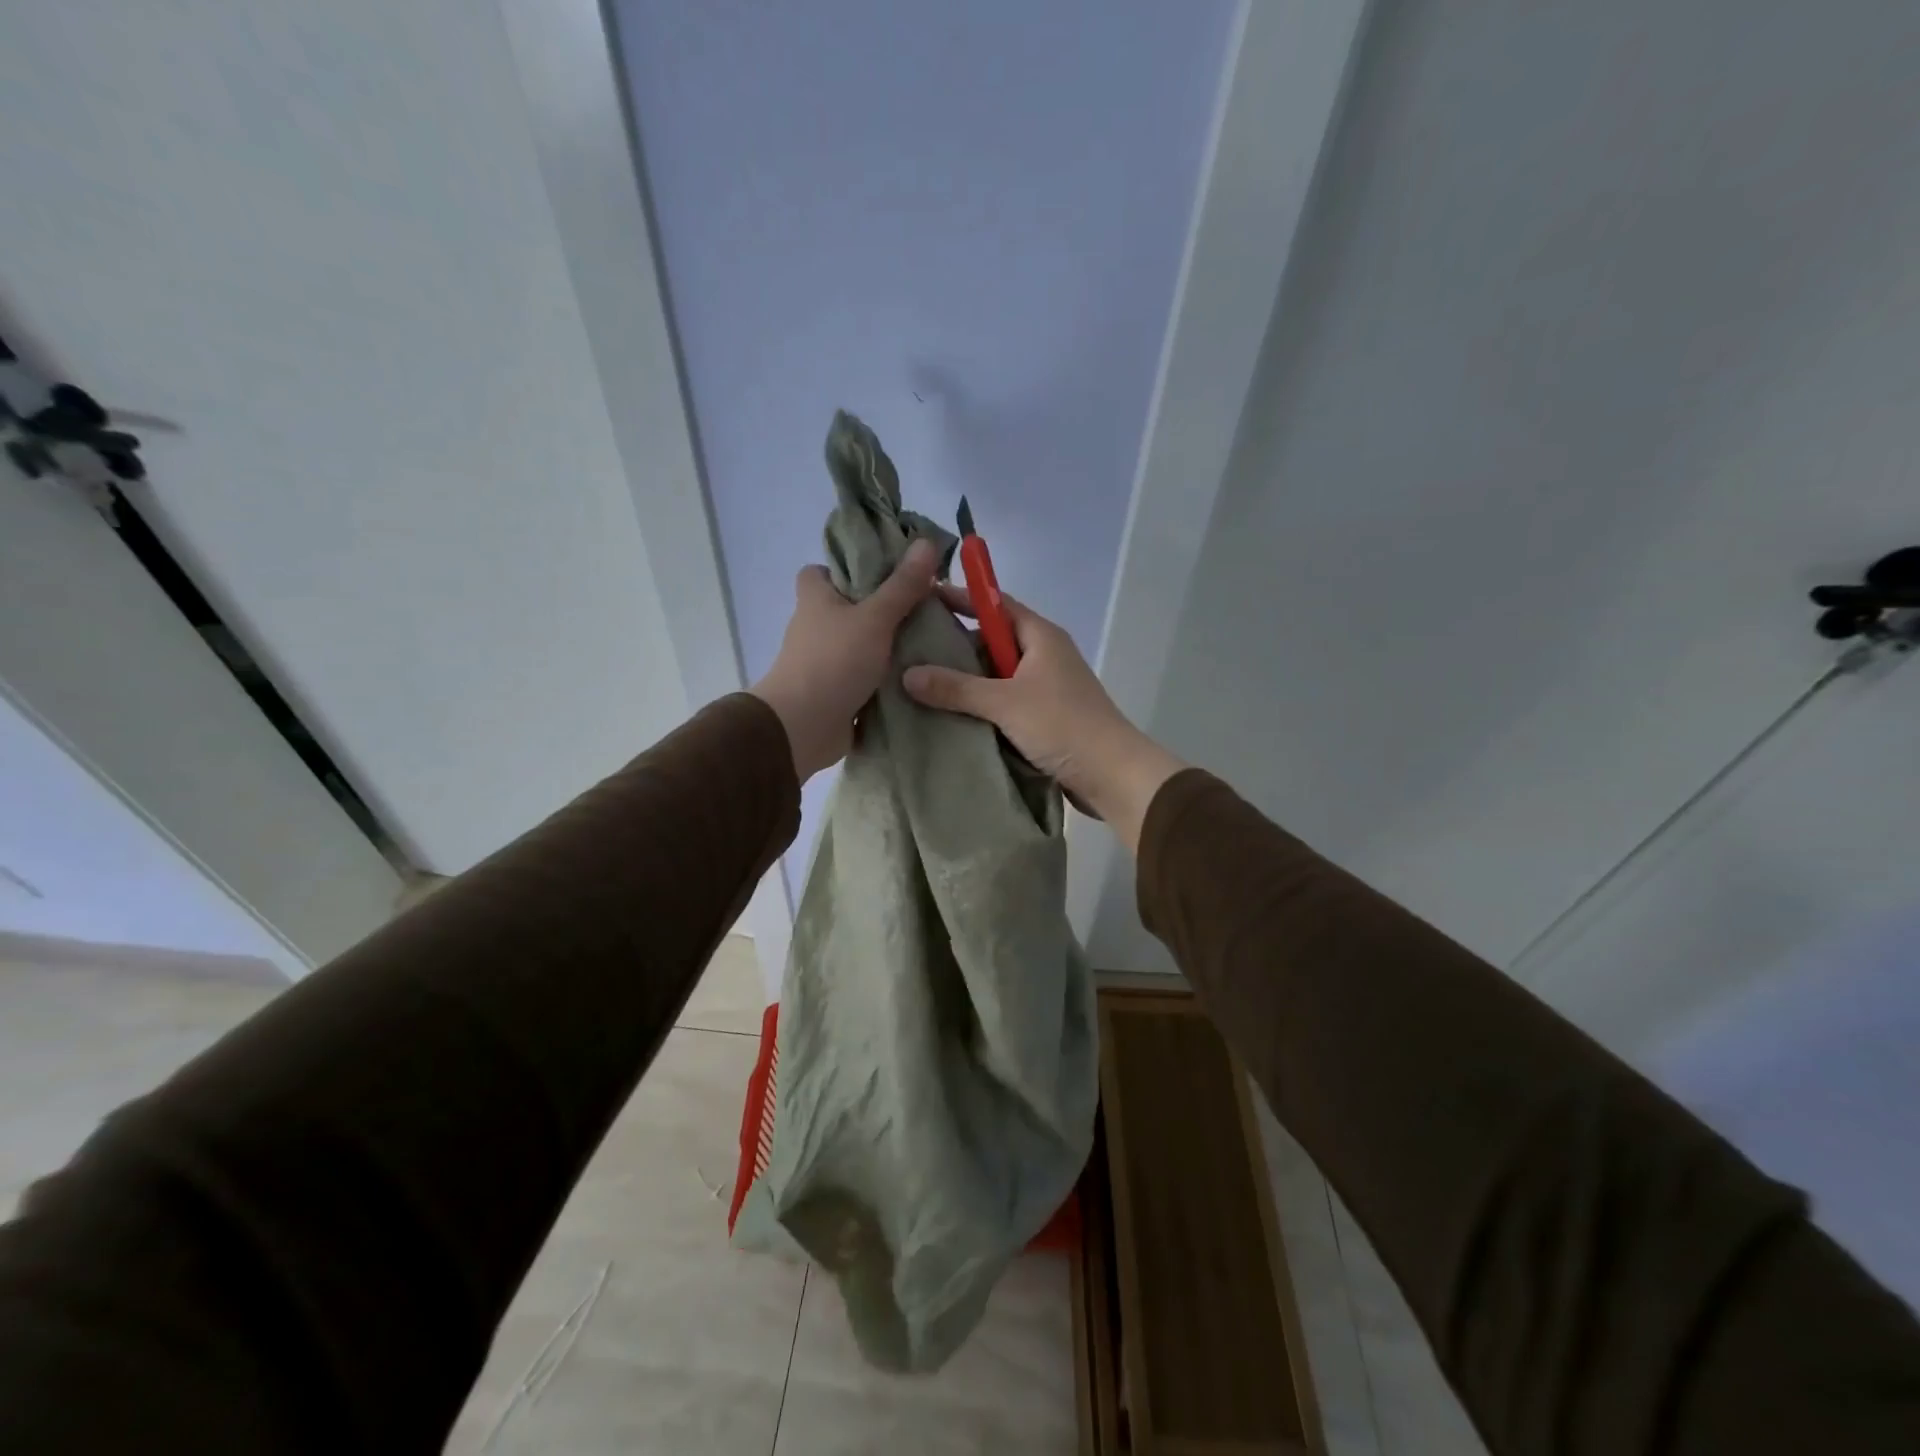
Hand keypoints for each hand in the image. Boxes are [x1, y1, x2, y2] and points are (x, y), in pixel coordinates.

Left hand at [751, 540, 938, 781]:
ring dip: (887, 646)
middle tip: (922, 608)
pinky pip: (865, 677)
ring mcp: (824, 661)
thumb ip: (902, 585)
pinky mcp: (835, 692)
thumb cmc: (834, 661)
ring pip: (860, 644)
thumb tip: (927, 542)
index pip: (822, 571)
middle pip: (849, 608)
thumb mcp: (874, 617)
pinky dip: (885, 678)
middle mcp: (815, 626)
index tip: (886, 573)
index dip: (849, 568)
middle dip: (882, 609)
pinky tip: (918, 675)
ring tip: (930, 640)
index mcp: (815, 598)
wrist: (803, 726)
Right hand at [902, 585, 1184, 850]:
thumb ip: (956, 688)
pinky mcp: (1045, 717)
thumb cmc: (1062, 725)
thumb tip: (908, 674)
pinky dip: (982, 706)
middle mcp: (1044, 655)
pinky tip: (953, 715)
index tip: (925, 596)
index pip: (996, 604)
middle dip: (958, 645)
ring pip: (998, 675)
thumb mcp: (1004, 703)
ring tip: (924, 685)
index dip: (963, 598)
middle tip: (914, 651)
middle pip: (994, 640)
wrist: (1112, 775)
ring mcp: (1046, 688)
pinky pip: (1005, 702)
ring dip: (968, 681)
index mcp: (1041, 637)